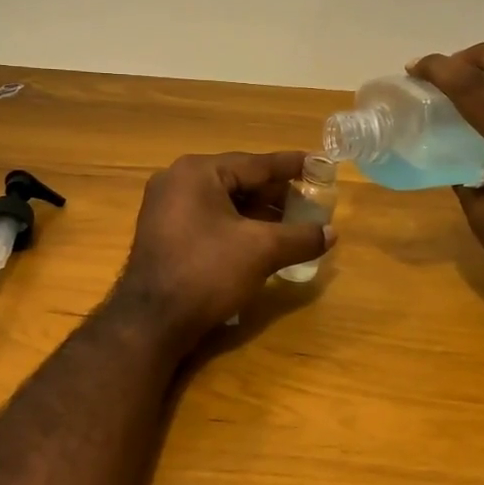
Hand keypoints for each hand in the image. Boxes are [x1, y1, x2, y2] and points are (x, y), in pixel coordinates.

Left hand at [109, 151, 334, 354]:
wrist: (152, 321)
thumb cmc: (207, 272)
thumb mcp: (261, 251)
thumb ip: (300, 237)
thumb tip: (331, 233)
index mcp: (198, 172)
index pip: (255, 164)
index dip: (291, 166)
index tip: (319, 164)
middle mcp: (177, 181)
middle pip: (238, 181)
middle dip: (275, 194)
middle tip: (310, 202)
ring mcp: (166, 207)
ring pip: (223, 202)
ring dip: (257, 213)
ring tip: (292, 225)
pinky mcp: (164, 232)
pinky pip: (208, 219)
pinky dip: (236, 226)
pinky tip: (261, 241)